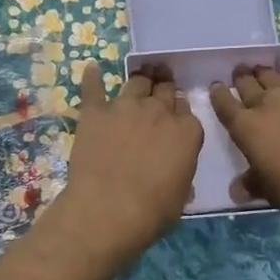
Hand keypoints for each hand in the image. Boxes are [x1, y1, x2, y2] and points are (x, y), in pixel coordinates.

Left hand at [56, 61, 203, 260]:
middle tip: (160, 89)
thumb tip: (174, 168)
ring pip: (136, 82)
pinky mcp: (95, 112)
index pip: (187, 110)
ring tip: (139, 78)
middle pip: (164, 90)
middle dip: (163, 89)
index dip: (180, 111)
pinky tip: (91, 68)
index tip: (176, 116)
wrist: (108, 210)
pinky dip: (92, 77)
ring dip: (139, 81)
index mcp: (186, 131)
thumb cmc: (152, 211)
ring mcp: (125, 107)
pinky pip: (93, 88)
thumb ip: (180, 171)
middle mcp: (158, 111)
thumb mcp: (181, 195)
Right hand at [208, 49, 279, 222]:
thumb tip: (237, 189)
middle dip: (243, 79)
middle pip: (250, 85)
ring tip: (266, 70)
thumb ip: (252, 183)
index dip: (219, 95)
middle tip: (241, 73)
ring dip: (271, 75)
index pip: (225, 105)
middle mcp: (271, 103)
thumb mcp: (268, 191)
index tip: (216, 87)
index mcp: (248, 126)